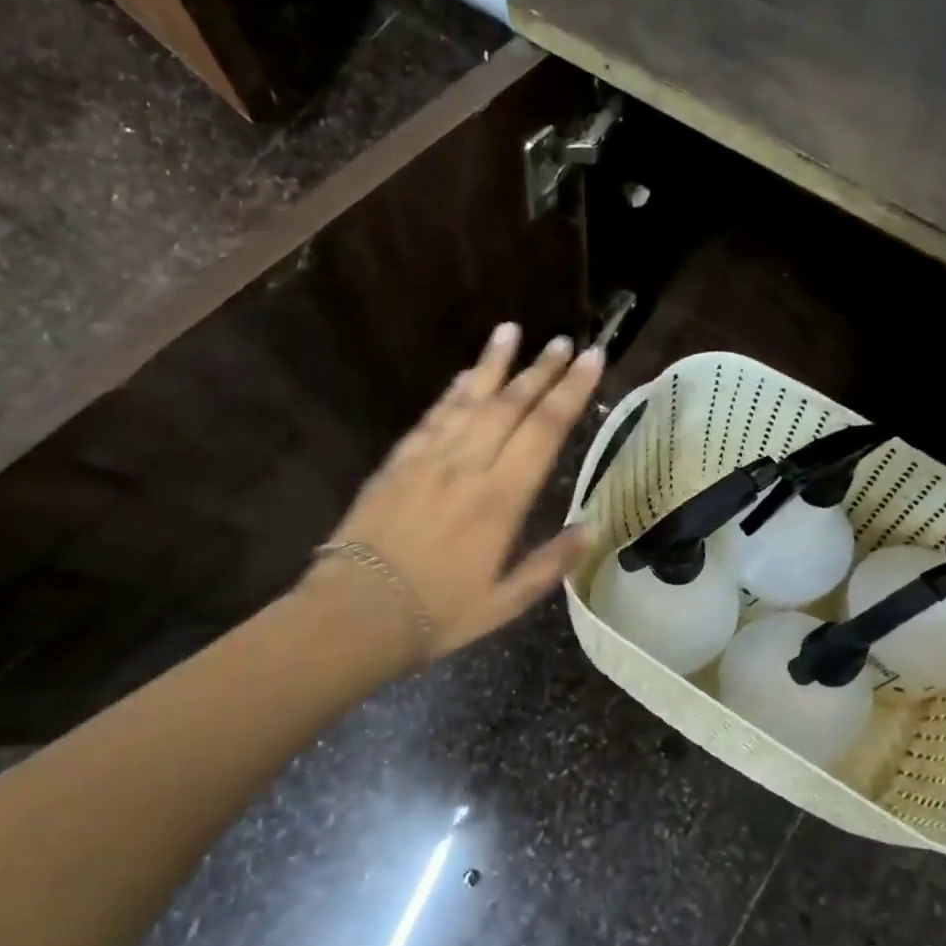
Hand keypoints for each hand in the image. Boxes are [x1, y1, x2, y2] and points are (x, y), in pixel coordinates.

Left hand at [317, 321, 603, 665]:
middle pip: (510, 405)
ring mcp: (428, 460)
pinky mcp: (397, 463)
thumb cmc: (437, 615)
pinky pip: (431, 417)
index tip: (592, 360)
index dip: (571, 392)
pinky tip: (464, 376)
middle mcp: (467, 467)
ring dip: (494, 364)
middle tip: (565, 341)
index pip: (544, 431)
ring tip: (511, 331)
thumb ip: (550, 564)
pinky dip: (452, 392)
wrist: (354, 614)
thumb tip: (591, 528)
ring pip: (469, 400)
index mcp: (500, 500)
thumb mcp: (505, 604)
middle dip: (541, 369)